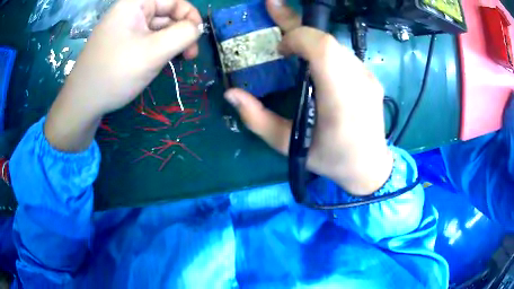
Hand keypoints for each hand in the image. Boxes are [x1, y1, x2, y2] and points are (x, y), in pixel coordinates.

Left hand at [45, 0, 201, 150]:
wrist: (82, 103)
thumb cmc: (115, 73)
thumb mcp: (153, 52)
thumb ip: (182, 34)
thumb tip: (197, 28)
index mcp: (135, 4)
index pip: (174, 0)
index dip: (190, 16)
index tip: (196, 39)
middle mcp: (130, 12)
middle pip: (166, 13)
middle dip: (181, 32)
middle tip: (189, 56)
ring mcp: (125, 29)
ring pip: (157, 29)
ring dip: (170, 43)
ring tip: (174, 62)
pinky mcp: (122, 44)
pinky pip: (146, 40)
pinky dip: (157, 49)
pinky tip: (159, 63)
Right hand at [224, 0, 392, 194]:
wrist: (369, 167)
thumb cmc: (331, 160)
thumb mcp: (290, 146)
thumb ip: (258, 120)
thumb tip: (232, 93)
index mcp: (341, 100)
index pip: (324, 49)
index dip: (298, 37)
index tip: (281, 49)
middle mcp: (360, 82)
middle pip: (329, 40)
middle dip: (298, 25)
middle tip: (274, 9)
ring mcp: (369, 78)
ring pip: (336, 45)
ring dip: (311, 41)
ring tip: (292, 46)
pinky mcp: (371, 78)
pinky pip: (344, 55)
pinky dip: (325, 53)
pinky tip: (315, 66)